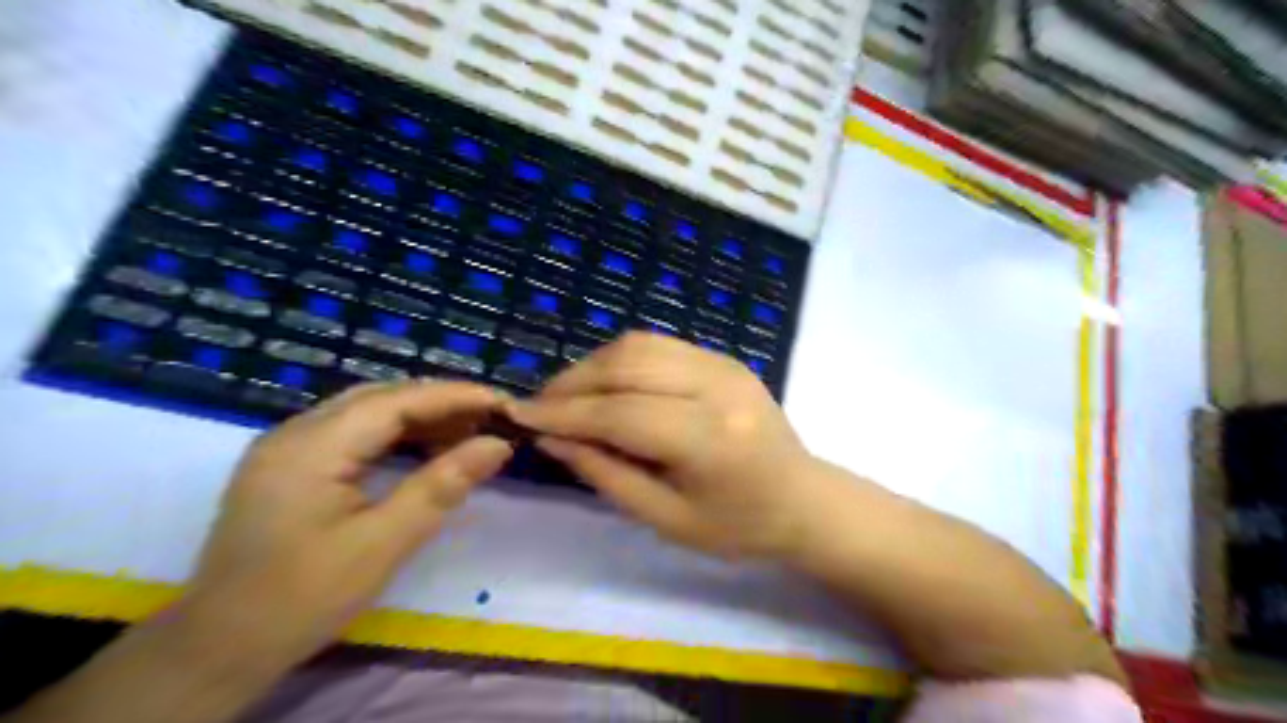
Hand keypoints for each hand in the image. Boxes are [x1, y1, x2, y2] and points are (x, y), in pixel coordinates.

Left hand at [181, 381, 514, 670]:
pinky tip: (425, 449)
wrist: (218, 648)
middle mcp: (296, 431)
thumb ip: (442, 486)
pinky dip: (396, 435)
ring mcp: (288, 446)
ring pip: (368, 411)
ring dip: (420, 417)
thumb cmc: (302, 598)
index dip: (454, 396)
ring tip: (469, 432)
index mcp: (312, 446)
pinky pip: (353, 432)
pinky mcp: (290, 464)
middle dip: (441, 403)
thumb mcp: (383, 544)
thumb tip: (498, 445)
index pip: (397, 401)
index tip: (504, 402)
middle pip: (382, 398)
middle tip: (492, 418)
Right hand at [505, 333, 818, 557]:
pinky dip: (620, 359)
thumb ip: (606, 474)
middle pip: (626, 366)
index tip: (518, 415)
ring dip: (592, 365)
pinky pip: (658, 345)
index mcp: (709, 438)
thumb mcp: (666, 518)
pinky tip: (604, 383)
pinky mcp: (724, 357)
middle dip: (571, 383)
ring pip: (638, 344)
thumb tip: (552, 438)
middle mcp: (717, 386)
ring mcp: (724, 363)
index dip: (563, 413)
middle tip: (538, 406)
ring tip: (565, 395)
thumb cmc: (738, 526)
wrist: (803, 499)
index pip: (619, 414)